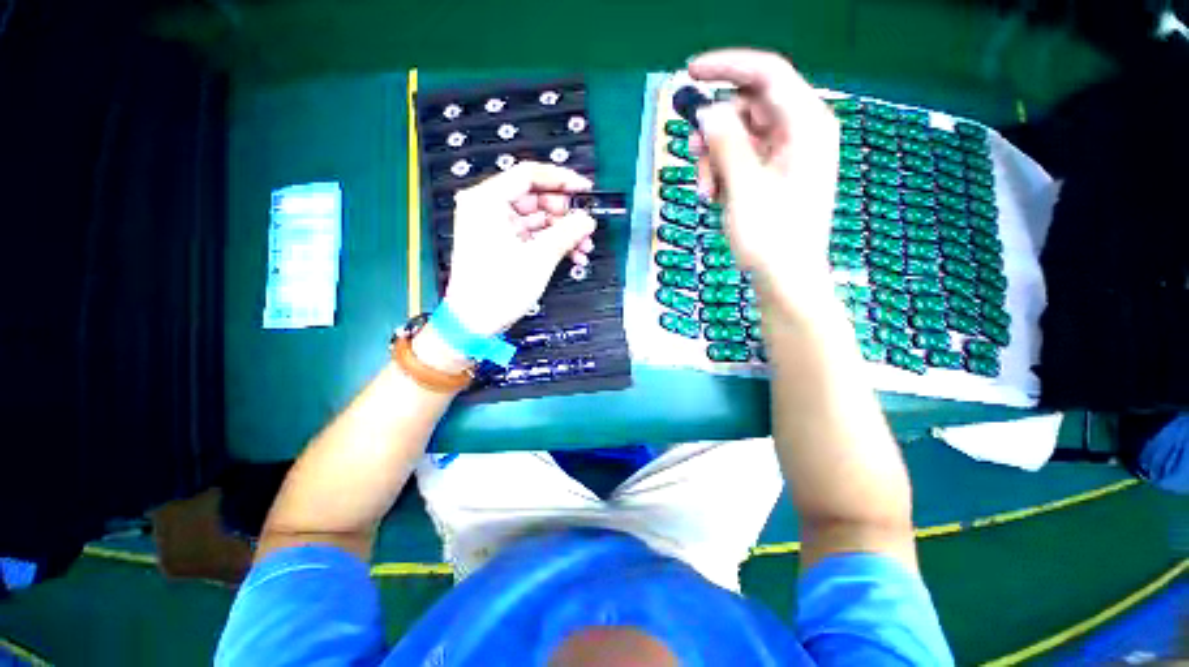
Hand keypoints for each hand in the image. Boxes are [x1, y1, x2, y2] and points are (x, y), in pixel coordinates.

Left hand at [441, 162, 596, 337]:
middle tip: (585, 225)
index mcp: (486, 201)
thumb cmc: (495, 290)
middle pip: (535, 198)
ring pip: (537, 218)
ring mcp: (495, 228)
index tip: (584, 189)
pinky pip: (532, 234)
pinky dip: (552, 242)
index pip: (529, 175)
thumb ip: (567, 233)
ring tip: (583, 244)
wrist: (476, 322)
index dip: (562, 179)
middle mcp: (487, 209)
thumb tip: (586, 220)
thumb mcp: (538, 258)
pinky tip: (572, 254)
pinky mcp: (502, 244)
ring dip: (563, 231)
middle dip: (565, 214)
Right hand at [689, 49, 839, 293]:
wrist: (786, 278)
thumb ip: (727, 145)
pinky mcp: (774, 175)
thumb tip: (708, 111)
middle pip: (749, 107)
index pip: (767, 73)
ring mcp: (787, 155)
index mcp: (806, 124)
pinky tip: (714, 197)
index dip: (727, 66)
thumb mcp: (744, 188)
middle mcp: (800, 132)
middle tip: (693, 154)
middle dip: (716, 129)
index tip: (690, 73)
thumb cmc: (771, 237)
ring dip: (715, 158)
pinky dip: (724, 173)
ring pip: (741, 135)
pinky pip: (743, 158)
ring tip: (705, 191)